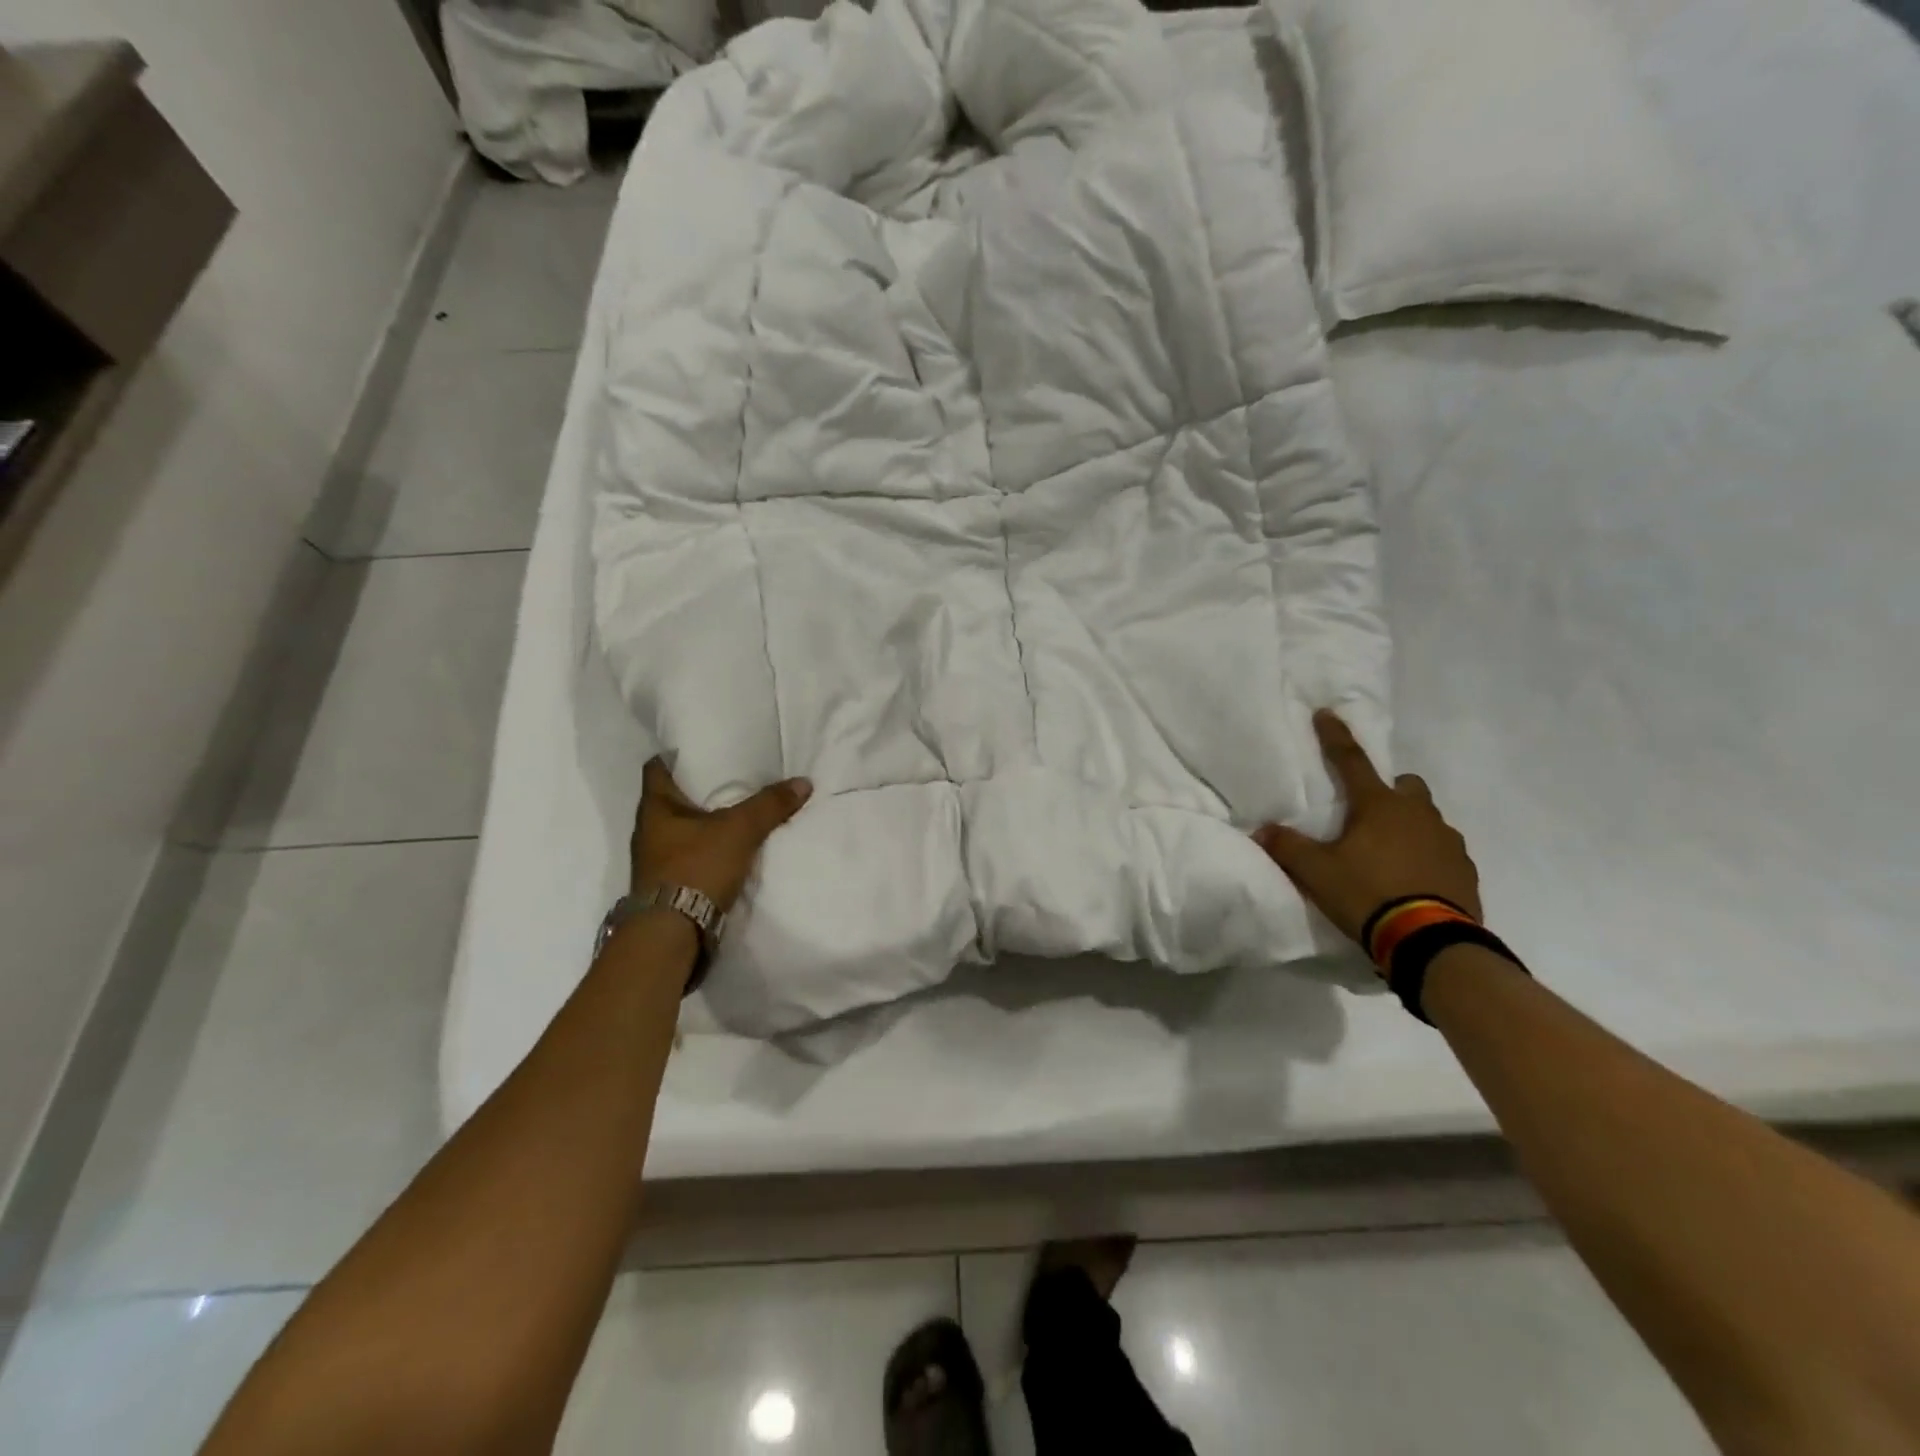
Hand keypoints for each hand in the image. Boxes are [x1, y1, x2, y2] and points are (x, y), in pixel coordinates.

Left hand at [631, 758, 812, 912]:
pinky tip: (732, 847)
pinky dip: (709, 847)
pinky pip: (690, 853)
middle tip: (733, 776)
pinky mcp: (668, 883)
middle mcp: (648, 830)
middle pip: (673, 798)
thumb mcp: (739, 831)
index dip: (679, 754)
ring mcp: (656, 859)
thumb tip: (803, 782)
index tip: (706, 748)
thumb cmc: (696, 868)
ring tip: (738, 809)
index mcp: (654, 807)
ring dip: (706, 820)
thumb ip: (770, 805)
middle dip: (701, 788)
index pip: (658, 767)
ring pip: (683, 827)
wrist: (672, 934)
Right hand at [1254, 711, 1480, 946]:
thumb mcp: (1316, 873)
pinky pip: (1443, 851)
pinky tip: (1412, 880)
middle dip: (1389, 792)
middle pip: (1406, 787)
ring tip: (1388, 855)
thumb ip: (1287, 848)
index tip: (1326, 713)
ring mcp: (1448, 842)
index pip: (1350, 761)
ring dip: (1408, 827)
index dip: (1335, 736)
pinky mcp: (1465, 871)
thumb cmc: (1368, 894)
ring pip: (1427, 819)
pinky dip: (1427, 857)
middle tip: (1367, 816)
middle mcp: (1418, 814)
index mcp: (1379, 806)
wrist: (1430, 942)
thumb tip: (1262, 831)